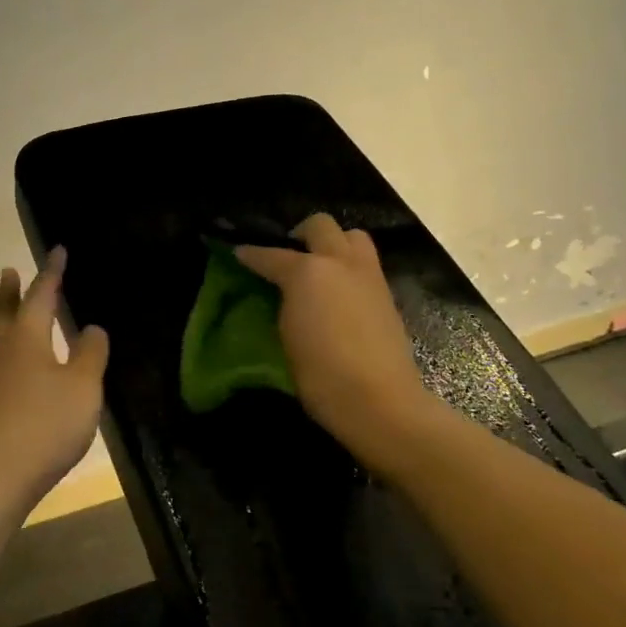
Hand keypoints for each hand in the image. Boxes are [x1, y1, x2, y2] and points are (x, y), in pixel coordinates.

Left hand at [0, 246, 109, 512]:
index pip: (41, 296)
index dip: (52, 273)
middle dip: (10, 291)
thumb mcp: (83, 387)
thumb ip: (90, 354)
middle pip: (4, 312)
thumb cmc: (45, 424)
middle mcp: (1, 350)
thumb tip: (91, 328)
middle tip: (9, 272)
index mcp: (26, 337)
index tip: (58, 251)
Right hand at [235, 214, 431, 472]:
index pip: (271, 254)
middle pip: (320, 225)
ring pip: (352, 236)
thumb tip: (282, 291)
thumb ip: (284, 301)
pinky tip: (339, 291)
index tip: (239, 253)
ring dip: (333, 243)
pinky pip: (365, 263)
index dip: (251, 254)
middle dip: (299, 233)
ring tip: (319, 268)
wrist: (379, 401)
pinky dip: (349, 267)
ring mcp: (369, 276)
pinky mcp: (387, 294)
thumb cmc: (321, 373)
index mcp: (309, 271)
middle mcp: (340, 263)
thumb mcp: (287, 334)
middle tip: (288, 254)